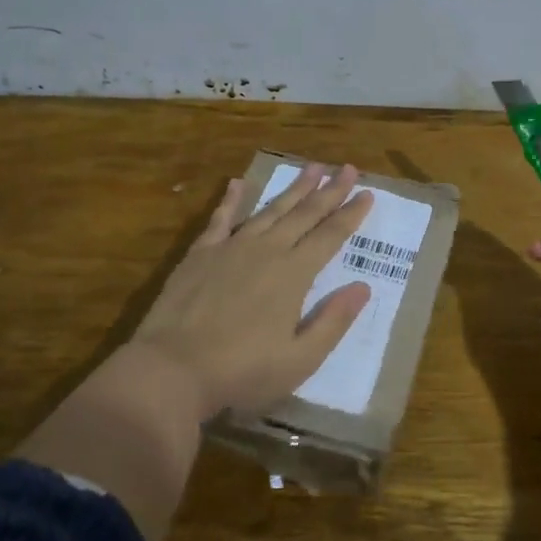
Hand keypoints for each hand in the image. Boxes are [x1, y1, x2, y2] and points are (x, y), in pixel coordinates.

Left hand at [130, 163, 373, 420]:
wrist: (172, 369)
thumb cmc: (242, 372)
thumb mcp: (300, 360)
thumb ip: (333, 321)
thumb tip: (362, 287)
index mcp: (293, 274)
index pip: (330, 236)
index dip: (350, 214)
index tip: (368, 193)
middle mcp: (266, 251)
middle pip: (304, 214)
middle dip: (329, 191)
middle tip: (348, 168)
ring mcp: (231, 248)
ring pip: (269, 210)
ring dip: (293, 188)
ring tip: (312, 168)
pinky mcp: (200, 254)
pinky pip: (220, 218)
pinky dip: (231, 199)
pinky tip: (237, 182)